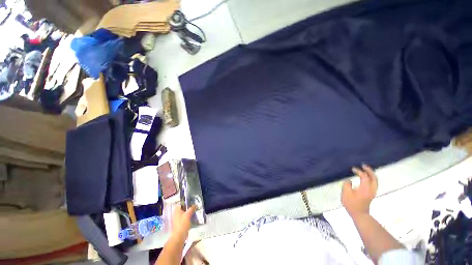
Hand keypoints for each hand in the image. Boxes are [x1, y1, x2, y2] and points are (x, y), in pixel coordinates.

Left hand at [171, 205, 195, 239]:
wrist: (179, 236)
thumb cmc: (182, 224)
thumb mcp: (188, 214)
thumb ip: (192, 209)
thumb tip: (195, 204)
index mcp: (177, 210)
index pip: (181, 203)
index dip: (186, 202)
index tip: (192, 201)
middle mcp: (176, 213)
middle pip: (183, 208)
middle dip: (189, 207)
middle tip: (195, 206)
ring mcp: (178, 219)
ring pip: (185, 213)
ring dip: (190, 212)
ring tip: (195, 211)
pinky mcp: (180, 223)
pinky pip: (185, 218)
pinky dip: (189, 217)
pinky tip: (193, 217)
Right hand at [341, 164, 377, 217]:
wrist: (359, 214)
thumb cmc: (352, 204)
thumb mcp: (345, 193)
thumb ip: (347, 184)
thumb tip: (349, 181)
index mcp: (365, 188)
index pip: (364, 176)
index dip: (359, 171)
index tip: (352, 169)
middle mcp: (371, 189)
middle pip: (374, 177)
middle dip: (369, 170)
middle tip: (363, 165)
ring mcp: (372, 192)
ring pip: (375, 180)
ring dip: (371, 174)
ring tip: (365, 169)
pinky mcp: (371, 194)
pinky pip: (373, 183)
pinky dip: (370, 178)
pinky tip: (365, 177)